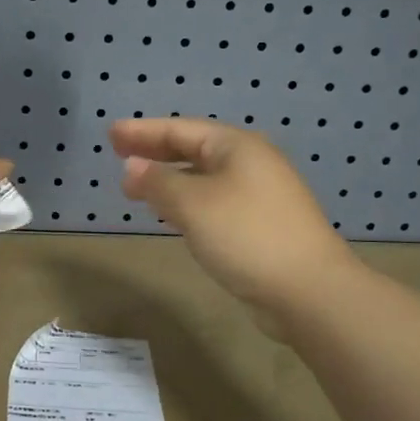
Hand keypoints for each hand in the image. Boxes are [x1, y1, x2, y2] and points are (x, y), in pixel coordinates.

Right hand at [111, 119, 352, 319]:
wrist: (308, 291)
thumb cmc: (246, 235)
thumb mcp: (193, 204)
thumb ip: (158, 182)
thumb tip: (131, 167)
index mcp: (237, 147)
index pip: (180, 129)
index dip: (143, 131)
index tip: (111, 133)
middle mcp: (250, 163)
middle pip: (193, 149)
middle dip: (155, 151)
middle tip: (118, 153)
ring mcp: (259, 195)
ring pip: (203, 177)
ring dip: (169, 178)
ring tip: (137, 185)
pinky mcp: (260, 225)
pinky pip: (213, 201)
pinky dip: (186, 201)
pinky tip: (171, 214)